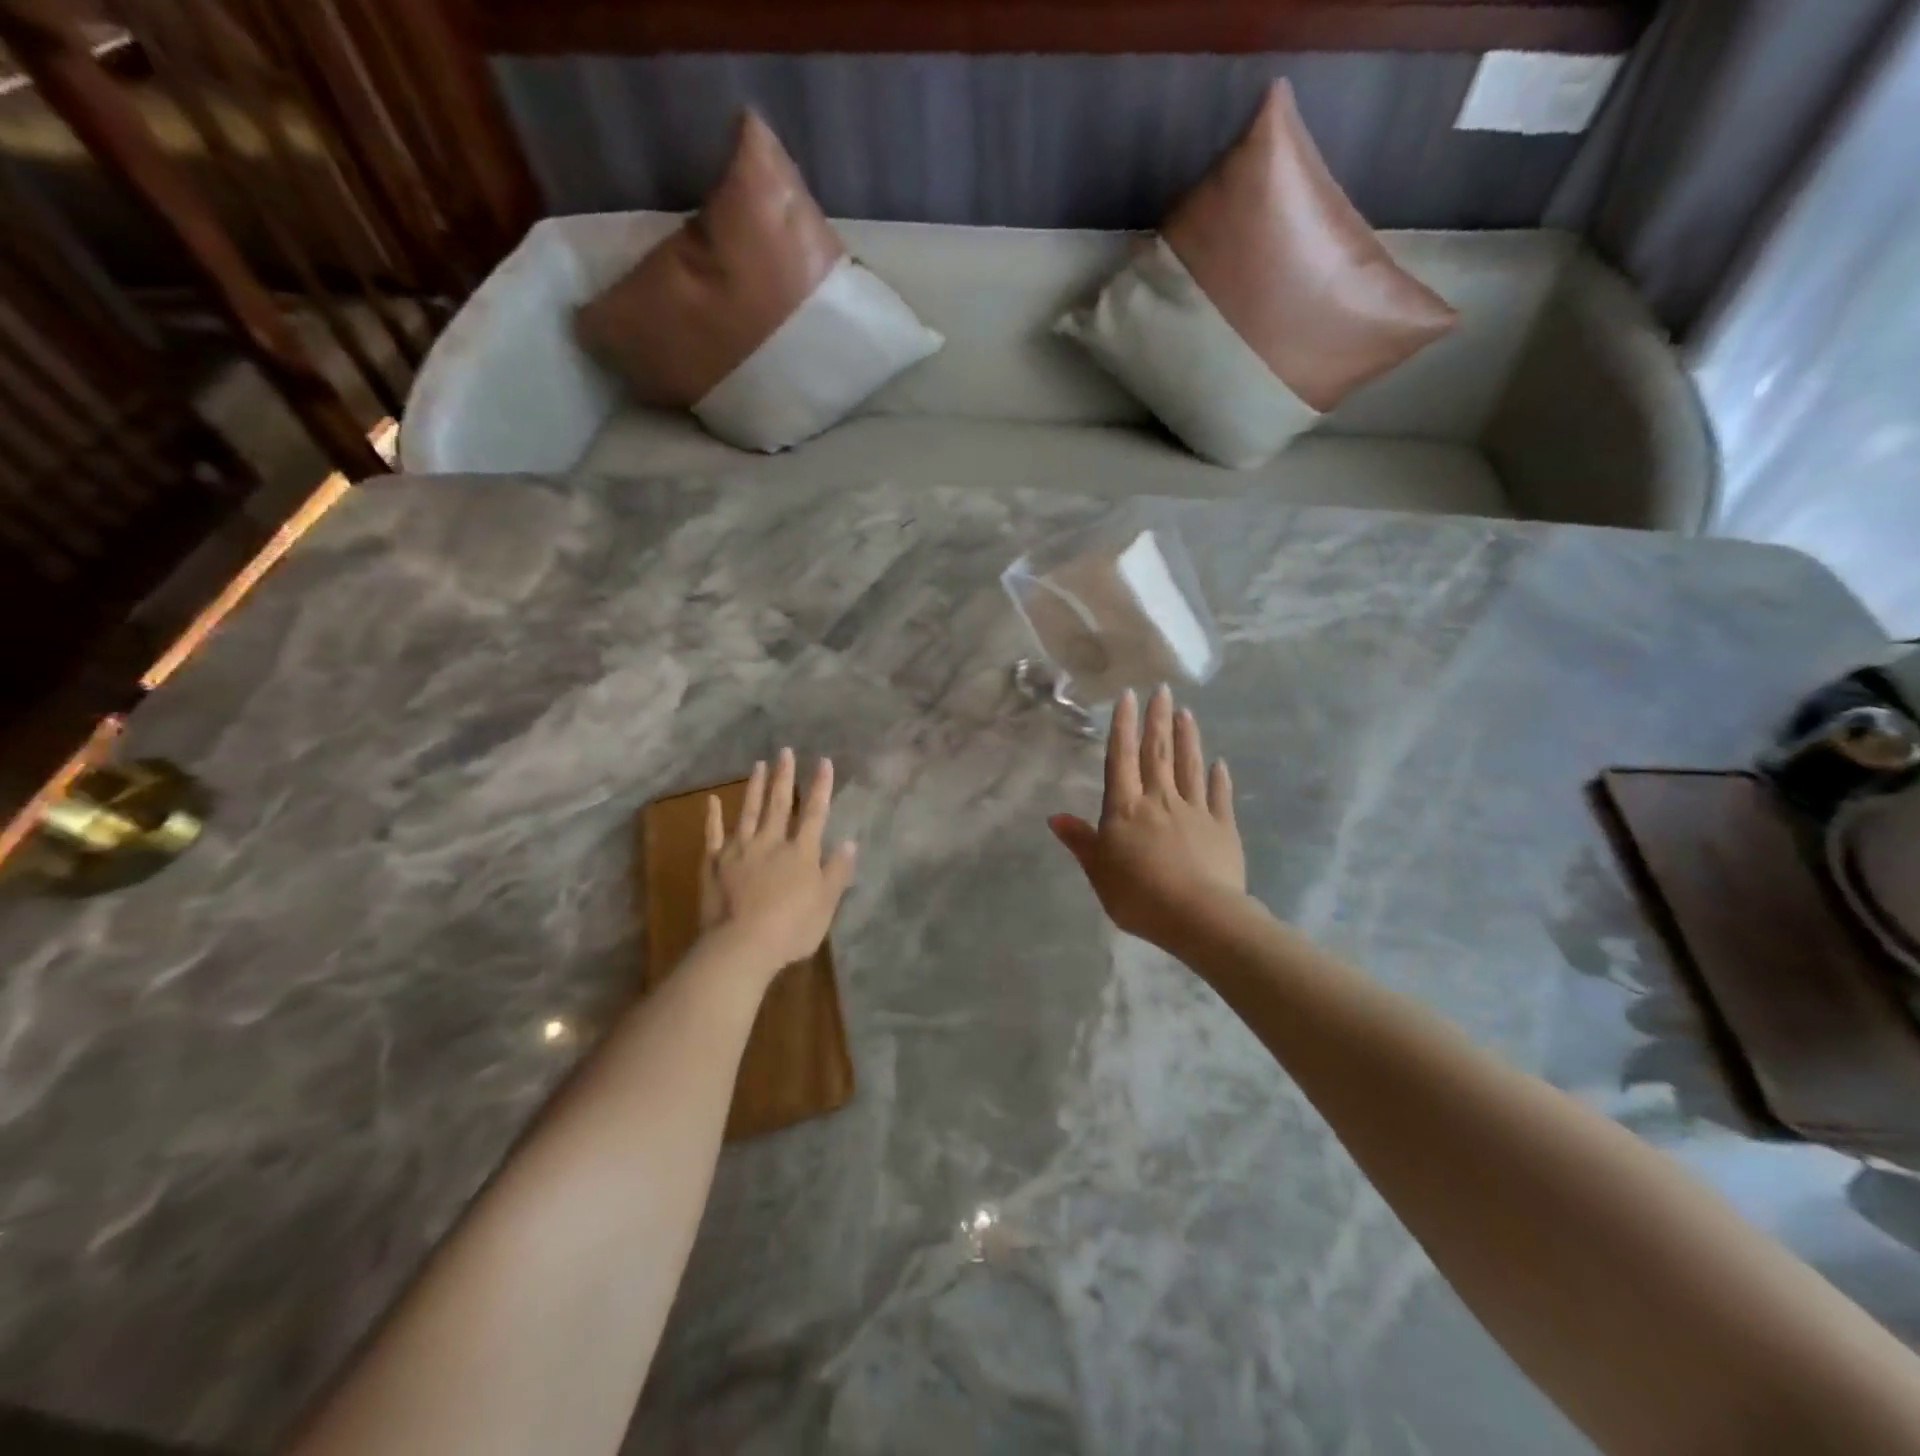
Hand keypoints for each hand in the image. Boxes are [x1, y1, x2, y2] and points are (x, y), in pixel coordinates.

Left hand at [699, 749, 857, 981]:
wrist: (741, 945)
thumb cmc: (792, 929)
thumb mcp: (826, 904)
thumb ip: (836, 872)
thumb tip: (848, 842)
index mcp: (801, 852)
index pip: (814, 813)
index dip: (820, 787)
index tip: (822, 761)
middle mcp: (771, 842)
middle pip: (778, 804)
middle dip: (784, 776)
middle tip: (785, 751)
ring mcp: (740, 850)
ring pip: (748, 811)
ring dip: (754, 787)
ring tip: (759, 764)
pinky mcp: (715, 863)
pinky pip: (714, 835)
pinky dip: (713, 817)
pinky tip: (712, 800)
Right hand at [1050, 686, 1245, 949]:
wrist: (1198, 916)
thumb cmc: (1138, 894)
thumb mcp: (1098, 870)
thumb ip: (1080, 841)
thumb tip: (1055, 817)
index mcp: (1126, 808)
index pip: (1121, 758)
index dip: (1123, 726)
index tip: (1129, 696)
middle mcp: (1160, 799)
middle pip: (1158, 753)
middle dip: (1158, 719)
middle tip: (1163, 690)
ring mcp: (1195, 811)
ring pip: (1190, 767)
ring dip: (1188, 738)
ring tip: (1187, 712)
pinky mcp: (1223, 829)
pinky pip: (1219, 797)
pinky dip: (1219, 778)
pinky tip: (1220, 763)